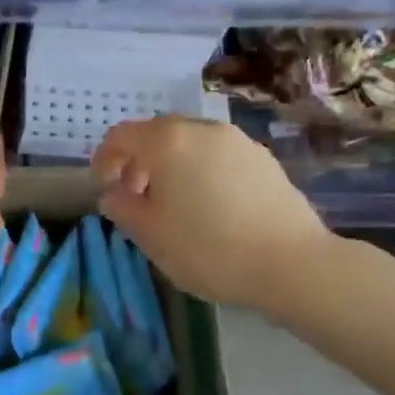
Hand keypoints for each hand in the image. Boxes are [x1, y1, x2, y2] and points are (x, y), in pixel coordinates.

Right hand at [93, 115, 335, 311]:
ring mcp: (238, 141)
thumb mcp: (150, 235)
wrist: (292, 264)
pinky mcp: (263, 159)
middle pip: (157, 133)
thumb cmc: (208, 248)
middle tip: (135, 194)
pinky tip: (208, 205)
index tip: (103, 185)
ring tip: (173, 201)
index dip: (105, 158)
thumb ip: (123, 208)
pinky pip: (217, 154)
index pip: (122, 135)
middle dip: (139, 159)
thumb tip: (114, 194)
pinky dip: (200, 169)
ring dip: (171, 163)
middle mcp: (202, 130)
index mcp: (168, 142)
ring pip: (190, 142)